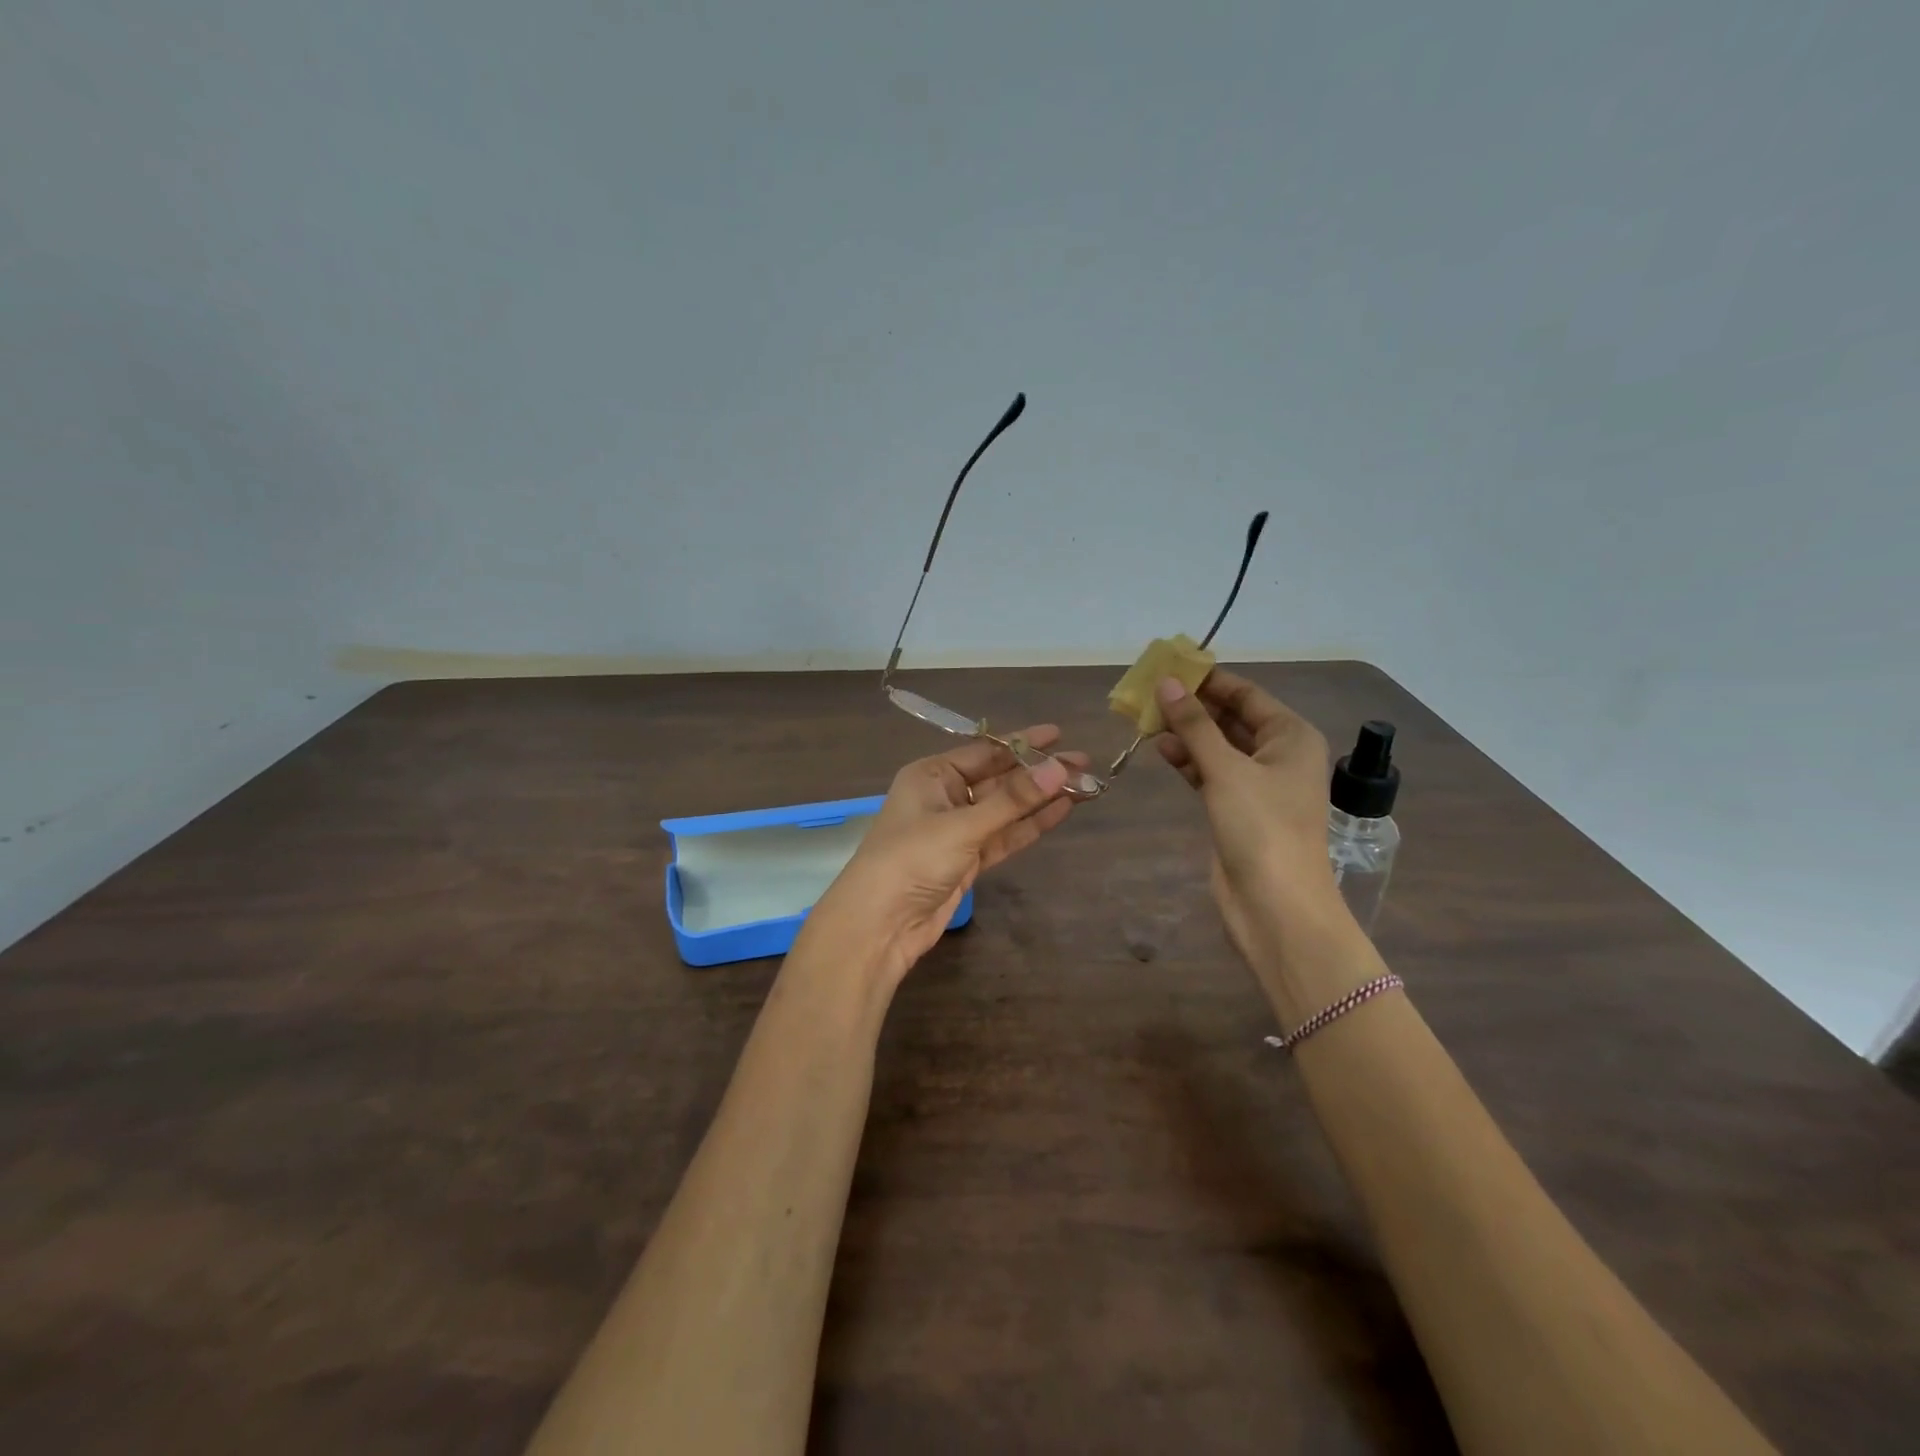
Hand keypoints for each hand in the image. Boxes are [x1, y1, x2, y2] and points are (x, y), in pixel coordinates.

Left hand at [811, 726, 1080, 985]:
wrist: (880, 924)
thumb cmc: (911, 859)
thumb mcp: (962, 825)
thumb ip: (1013, 800)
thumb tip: (1060, 769)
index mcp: (931, 775)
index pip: (984, 751)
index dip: (1022, 743)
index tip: (1059, 735)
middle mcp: (944, 797)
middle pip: (998, 779)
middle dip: (1038, 772)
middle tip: (1084, 763)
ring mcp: (956, 831)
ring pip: (1005, 809)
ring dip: (1039, 799)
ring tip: (1083, 786)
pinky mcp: (967, 860)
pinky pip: (1004, 836)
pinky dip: (1029, 826)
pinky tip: (1060, 812)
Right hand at [1154, 671, 1360, 986]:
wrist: (1275, 904)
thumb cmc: (1260, 826)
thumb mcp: (1226, 768)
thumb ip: (1194, 724)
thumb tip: (1166, 683)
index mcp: (1291, 736)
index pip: (1247, 694)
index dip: (1209, 679)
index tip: (1170, 666)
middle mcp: (1279, 755)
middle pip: (1231, 719)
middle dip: (1193, 706)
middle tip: (1150, 691)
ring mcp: (1259, 784)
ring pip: (1218, 747)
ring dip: (1187, 733)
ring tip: (1147, 717)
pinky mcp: (1239, 809)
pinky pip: (1212, 773)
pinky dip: (1189, 761)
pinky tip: (1162, 749)